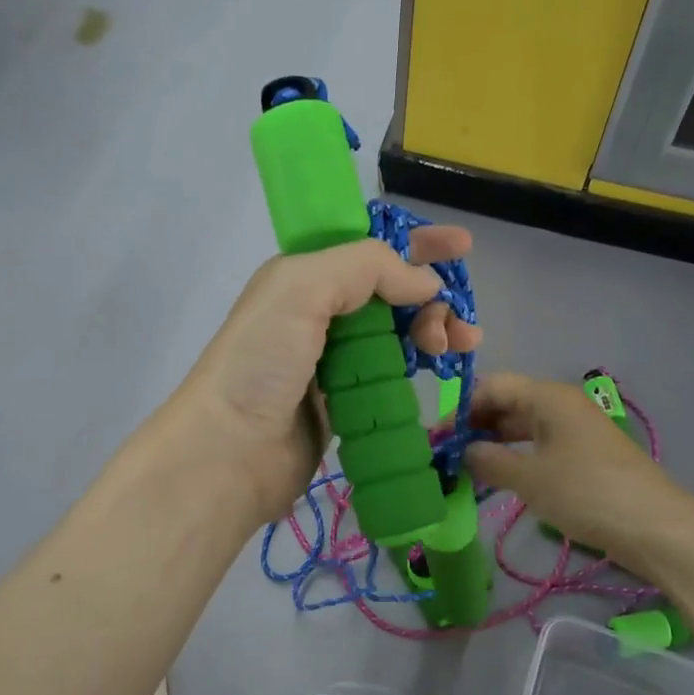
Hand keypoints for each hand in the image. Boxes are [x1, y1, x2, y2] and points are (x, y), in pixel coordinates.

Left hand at [175, 227, 480, 522]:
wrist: (231, 451)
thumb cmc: (261, 361)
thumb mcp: (302, 289)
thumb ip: (366, 268)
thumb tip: (426, 283)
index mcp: (305, 277)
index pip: (369, 247)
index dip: (415, 243)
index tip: (462, 246)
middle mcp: (320, 312)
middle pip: (391, 291)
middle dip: (432, 296)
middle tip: (457, 322)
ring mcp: (334, 359)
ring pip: (397, 332)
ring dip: (433, 331)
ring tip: (458, 347)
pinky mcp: (347, 400)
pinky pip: (392, 373)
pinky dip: (419, 366)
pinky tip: (439, 370)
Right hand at [466, 372, 693, 576]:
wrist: (654, 526)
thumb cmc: (586, 493)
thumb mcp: (529, 478)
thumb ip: (489, 461)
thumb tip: (463, 451)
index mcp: (548, 397)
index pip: (493, 386)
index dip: (461, 408)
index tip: (437, 437)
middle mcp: (561, 404)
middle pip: (508, 403)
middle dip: (475, 425)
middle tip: (446, 454)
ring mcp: (575, 429)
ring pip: (523, 426)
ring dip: (494, 442)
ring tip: (464, 467)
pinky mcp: (584, 454)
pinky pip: (540, 444)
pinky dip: (516, 456)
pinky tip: (498, 476)